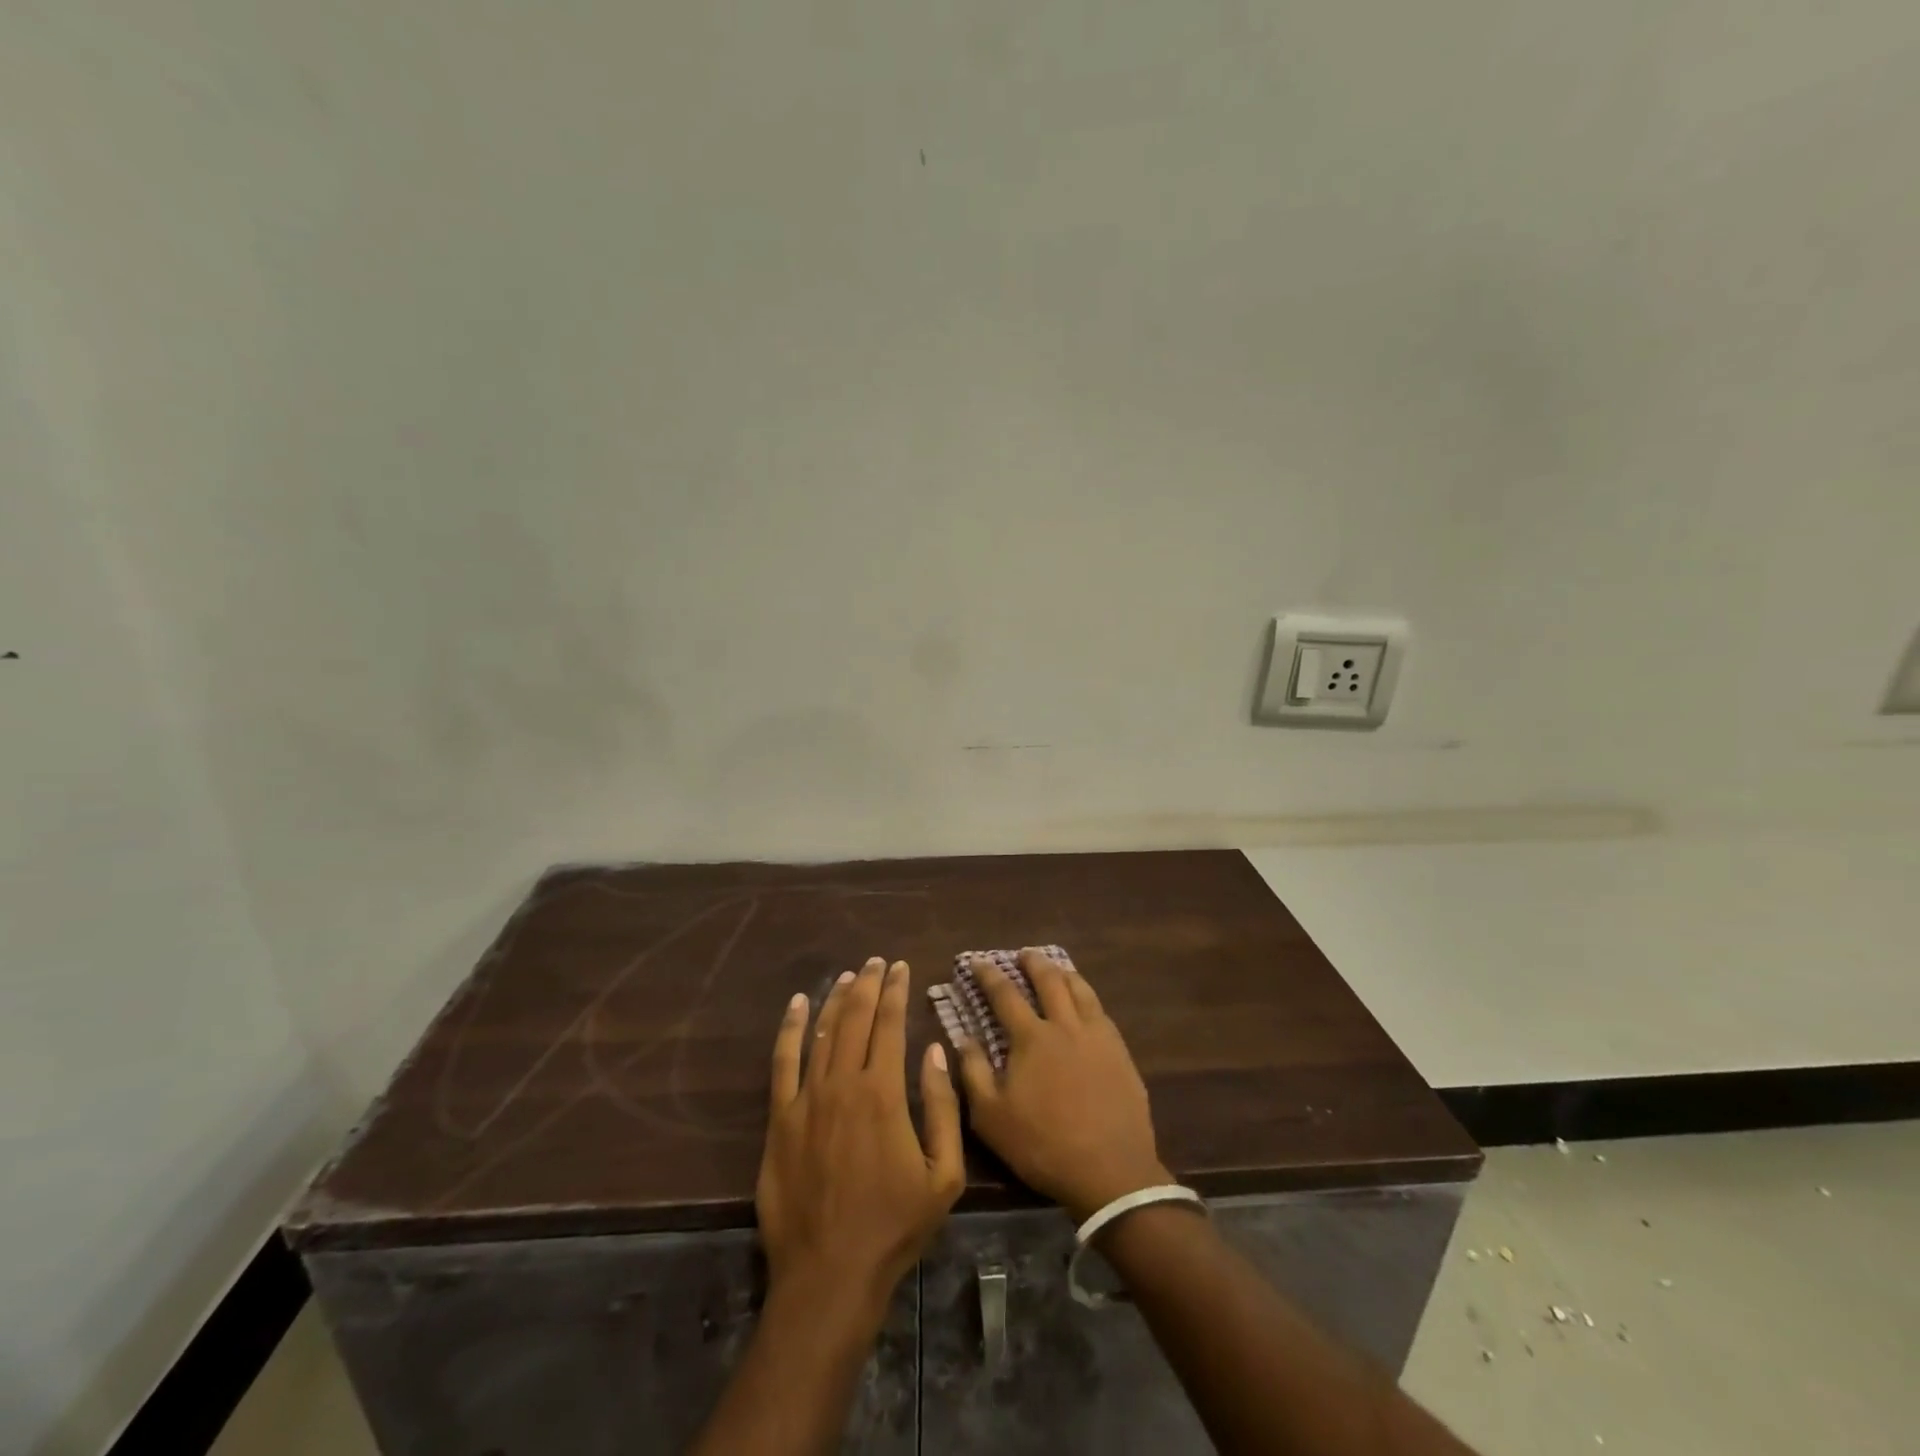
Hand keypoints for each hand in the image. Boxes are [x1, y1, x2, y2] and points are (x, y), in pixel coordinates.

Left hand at [756, 958, 964, 1319]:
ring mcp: (806, 1099)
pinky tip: (798, 1006)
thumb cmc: (894, 1226)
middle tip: (876, 962)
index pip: (889, 1025)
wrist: (829, 1274)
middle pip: (854, 1019)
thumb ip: (941, 1108)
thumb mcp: (944, 1175)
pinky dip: (791, 1029)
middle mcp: (843, 1084)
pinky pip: (783, 1063)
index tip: (900, 967)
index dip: (895, 991)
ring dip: (835, 999)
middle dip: (867, 985)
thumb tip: (933, 1051)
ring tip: (847, 976)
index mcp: (883, 1094)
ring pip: (822, 1033)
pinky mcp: (780, 1119)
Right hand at [954, 949, 1169, 1221]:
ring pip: (1080, 990)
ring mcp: (1097, 1036)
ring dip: (1064, 973)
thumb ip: (973, 1072)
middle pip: (1049, 981)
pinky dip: (1087, 996)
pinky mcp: (1120, 1052)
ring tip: (1056, 967)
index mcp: (1032, 1038)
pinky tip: (1086, 1003)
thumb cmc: (1043, 1145)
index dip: (988, 974)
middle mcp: (1065, 1026)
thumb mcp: (991, 1117)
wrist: (1110, 1171)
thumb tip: (963, 1037)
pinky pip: (1101, 1011)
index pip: (1005, 994)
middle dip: (1033, 963)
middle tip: (1023, 954)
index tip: (976, 961)